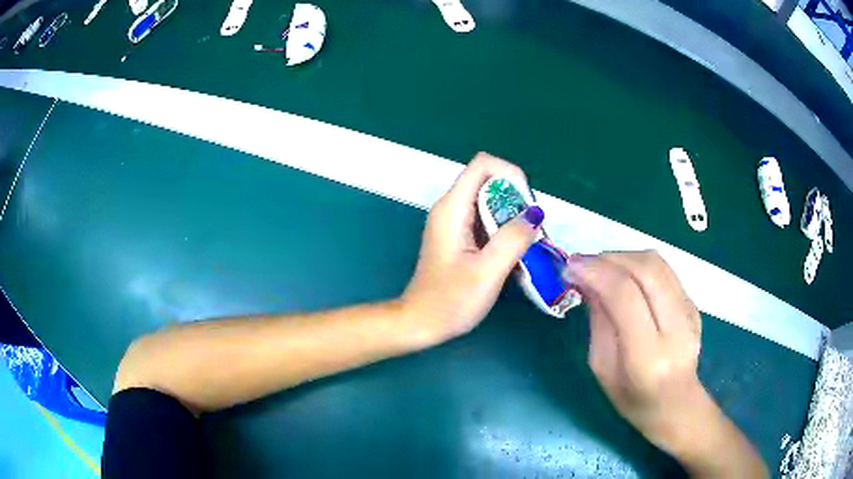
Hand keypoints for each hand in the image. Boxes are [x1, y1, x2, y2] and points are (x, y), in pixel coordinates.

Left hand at [401, 153, 542, 342]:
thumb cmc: (450, 301)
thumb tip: (535, 213)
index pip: (484, 164)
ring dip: (513, 218)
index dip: (511, 175)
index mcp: (452, 208)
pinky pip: (486, 221)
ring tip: (528, 245)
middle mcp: (451, 208)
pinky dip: (504, 231)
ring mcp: (454, 223)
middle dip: (516, 200)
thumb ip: (513, 238)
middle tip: (532, 231)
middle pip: (489, 182)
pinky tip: (513, 255)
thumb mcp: (487, 271)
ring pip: (490, 203)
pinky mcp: (459, 238)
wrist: (421, 323)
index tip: (528, 205)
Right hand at [565, 251, 766, 476]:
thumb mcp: (603, 369)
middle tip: (582, 262)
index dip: (596, 273)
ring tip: (600, 266)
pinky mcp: (694, 304)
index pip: (625, 296)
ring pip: (657, 263)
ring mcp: (690, 313)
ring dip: (623, 256)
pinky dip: (638, 265)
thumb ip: (598, 321)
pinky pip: (664, 271)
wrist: (677, 404)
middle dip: (609, 258)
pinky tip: (623, 276)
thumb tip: (586, 279)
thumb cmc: (633, 398)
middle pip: (646, 270)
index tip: (570, 267)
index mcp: (648, 357)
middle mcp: (676, 329)